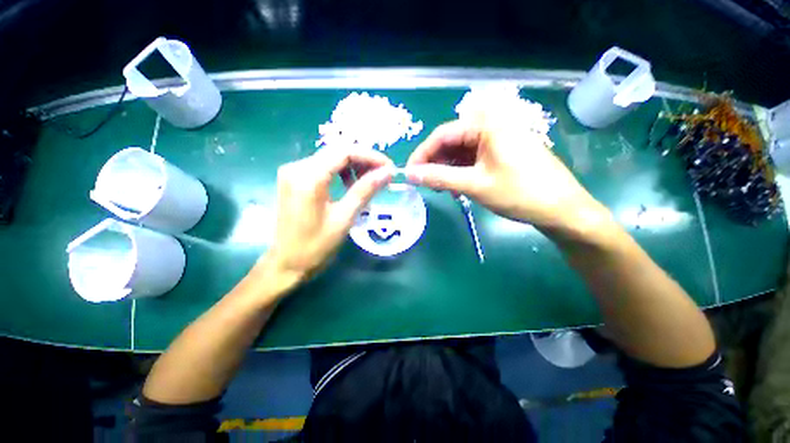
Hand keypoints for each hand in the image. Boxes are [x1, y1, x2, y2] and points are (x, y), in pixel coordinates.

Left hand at [264, 148, 393, 281]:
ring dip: (353, 166)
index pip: (345, 151)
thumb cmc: (316, 246)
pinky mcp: (293, 180)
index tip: (389, 168)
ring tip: (368, 183)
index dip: (371, 156)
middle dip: (364, 161)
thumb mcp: (344, 218)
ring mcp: (293, 172)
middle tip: (383, 176)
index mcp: (308, 177)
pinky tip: (349, 186)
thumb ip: (365, 190)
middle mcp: (297, 167)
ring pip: (330, 158)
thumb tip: (387, 172)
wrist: (286, 264)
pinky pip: (322, 167)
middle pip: (337, 151)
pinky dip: (340, 172)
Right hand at [405, 119, 608, 232]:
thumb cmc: (519, 193)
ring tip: (442, 189)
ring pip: (460, 152)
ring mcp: (497, 140)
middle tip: (425, 184)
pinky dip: (460, 173)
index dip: (422, 154)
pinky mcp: (501, 153)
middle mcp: (491, 126)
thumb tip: (410, 175)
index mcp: (487, 124)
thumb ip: (439, 177)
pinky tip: (456, 187)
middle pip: (451, 142)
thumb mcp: (474, 185)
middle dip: (435, 164)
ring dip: (447, 170)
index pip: (442, 134)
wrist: (561, 209)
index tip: (409, 173)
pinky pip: (472, 159)